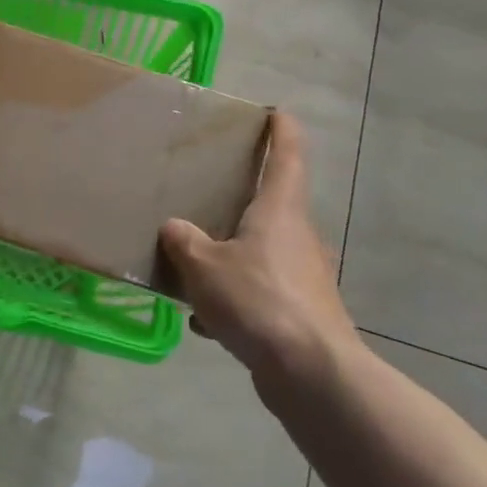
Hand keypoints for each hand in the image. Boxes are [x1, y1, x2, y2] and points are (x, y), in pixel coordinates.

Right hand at [158, 111, 357, 382]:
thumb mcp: (204, 266)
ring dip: (233, 257)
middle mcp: (297, 237)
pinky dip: (235, 299)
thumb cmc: (259, 300)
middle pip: (274, 205)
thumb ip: (184, 242)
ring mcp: (303, 277)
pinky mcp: (301, 313)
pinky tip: (205, 322)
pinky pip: (260, 293)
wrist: (311, 373)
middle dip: (245, 199)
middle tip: (211, 193)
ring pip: (261, 253)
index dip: (282, 131)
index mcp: (280, 211)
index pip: (288, 156)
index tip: (277, 112)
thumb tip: (175, 229)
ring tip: (194, 267)